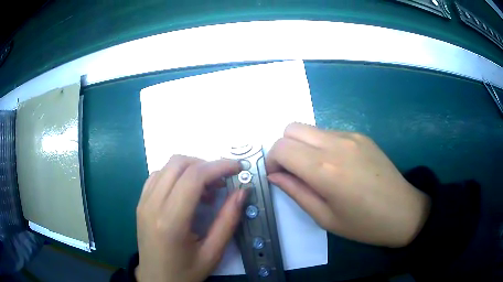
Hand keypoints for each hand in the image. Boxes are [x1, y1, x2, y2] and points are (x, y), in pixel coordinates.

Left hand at [135, 155, 247, 281]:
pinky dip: (176, 175)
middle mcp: (152, 205)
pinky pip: (158, 176)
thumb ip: (228, 220)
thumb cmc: (185, 272)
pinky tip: (187, 192)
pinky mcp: (141, 203)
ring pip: (167, 166)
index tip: (237, 167)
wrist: (156, 280)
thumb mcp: (212, 253)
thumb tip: (242, 191)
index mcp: (170, 221)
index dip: (218, 166)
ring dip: (190, 169)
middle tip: (222, 182)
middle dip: (205, 164)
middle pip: (178, 163)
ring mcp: (143, 202)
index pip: (193, 178)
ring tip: (206, 190)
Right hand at [266, 123, 430, 247]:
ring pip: (310, 128)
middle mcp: (336, 144)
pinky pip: (329, 132)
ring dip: (302, 145)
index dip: (271, 160)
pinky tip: (336, 165)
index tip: (277, 176)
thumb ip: (295, 191)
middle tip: (292, 171)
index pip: (281, 147)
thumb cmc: (363, 224)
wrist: (403, 212)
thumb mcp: (324, 217)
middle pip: (291, 128)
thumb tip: (274, 175)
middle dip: (283, 148)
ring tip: (316, 170)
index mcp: (325, 170)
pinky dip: (321, 145)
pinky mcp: (361, 135)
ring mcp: (351, 136)